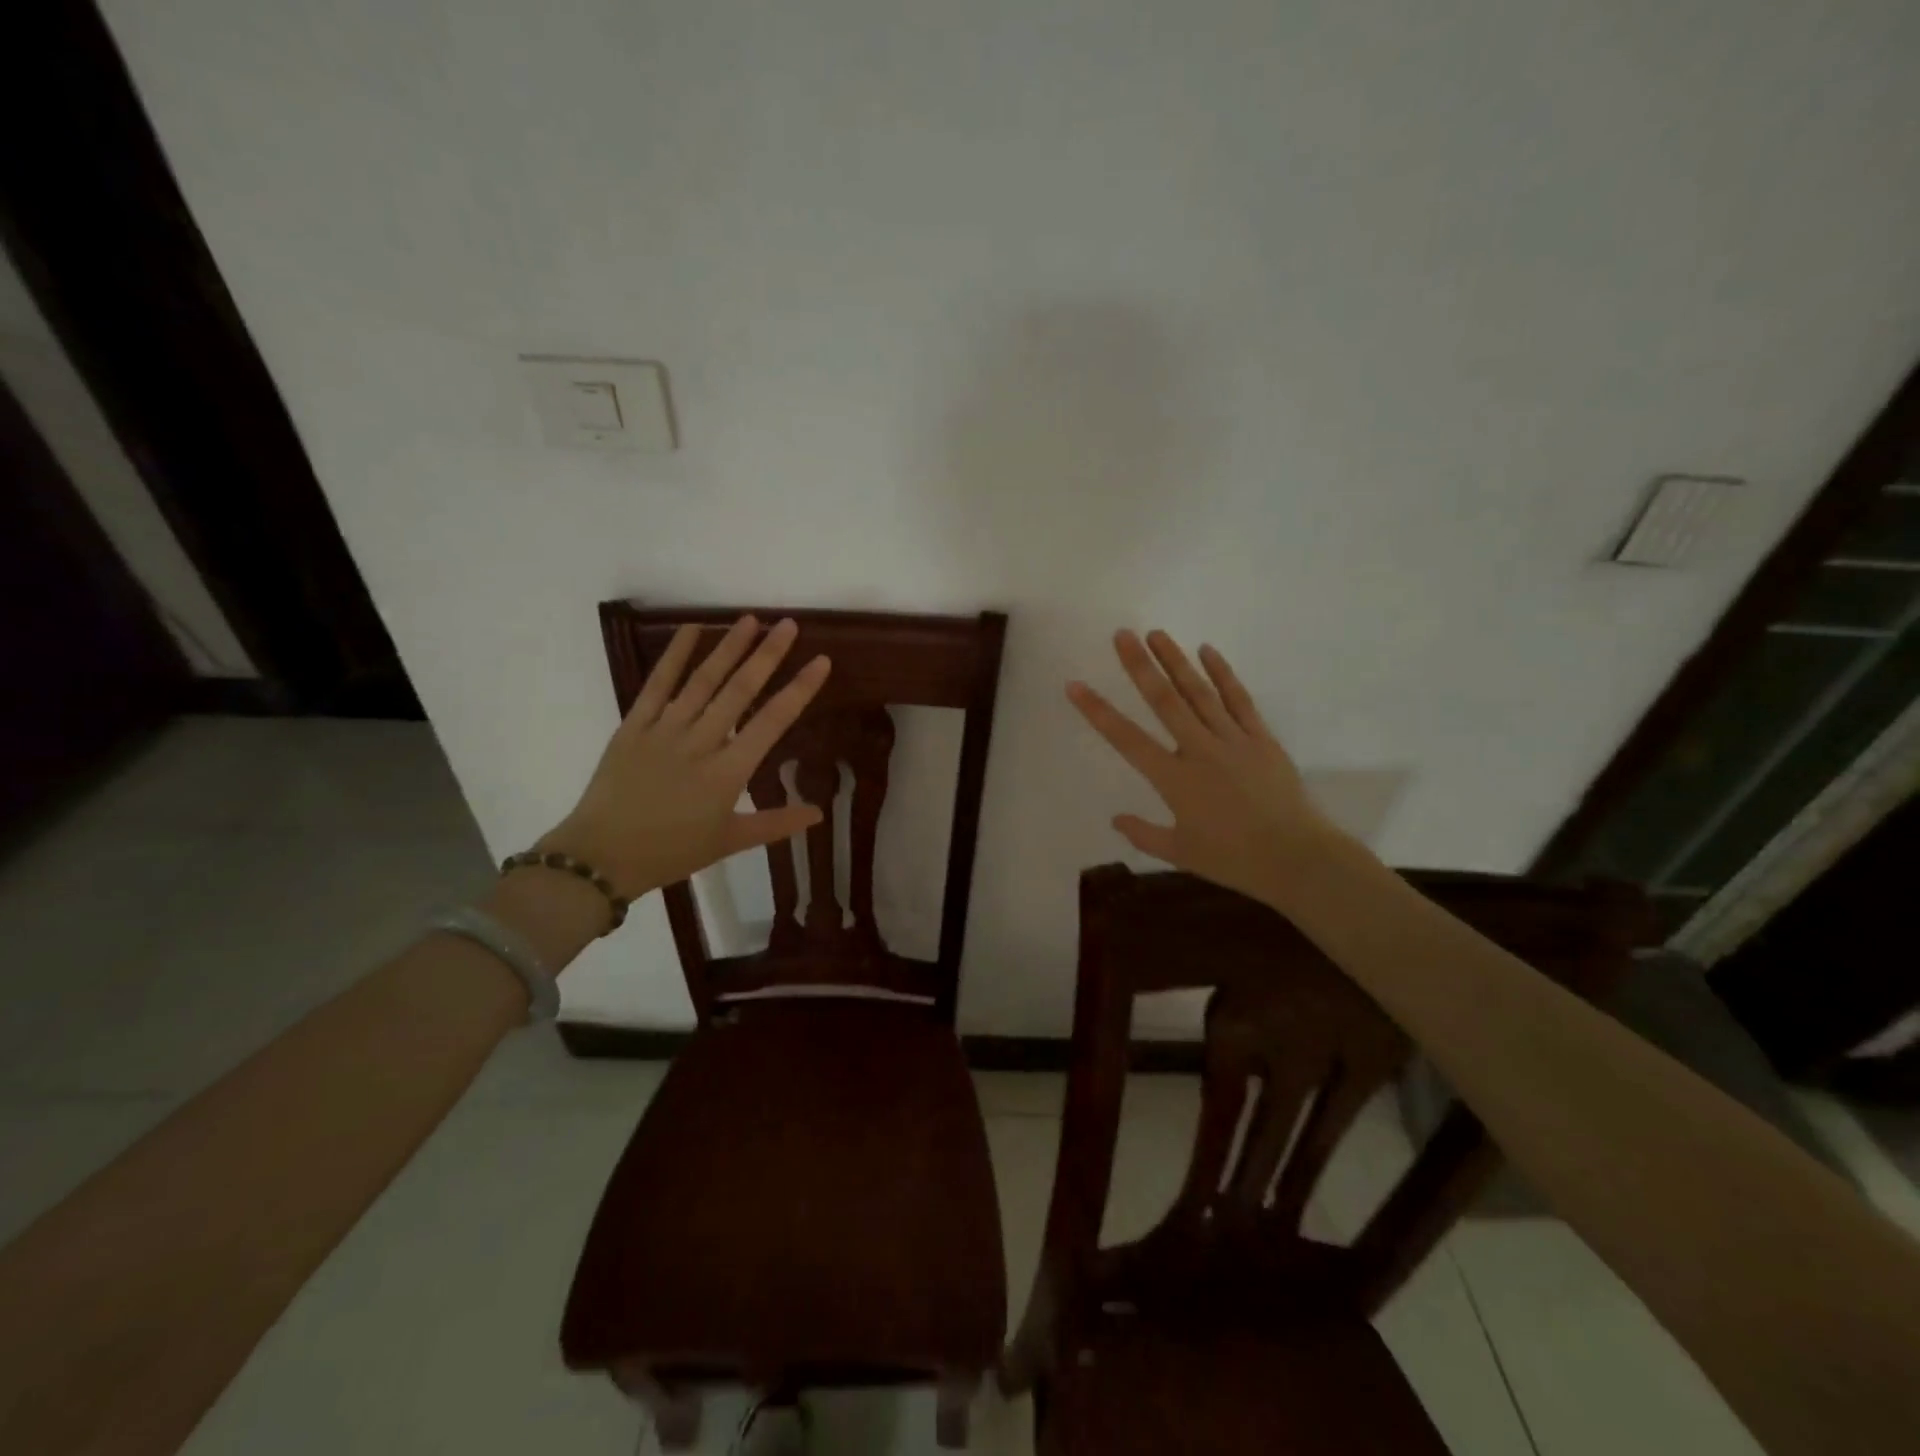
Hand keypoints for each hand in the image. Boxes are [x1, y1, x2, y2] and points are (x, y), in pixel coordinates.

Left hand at [541, 616, 830, 899]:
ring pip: (702, 681)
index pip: (772, 722)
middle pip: (739, 690)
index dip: (799, 690)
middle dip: (767, 654)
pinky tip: (691, 629)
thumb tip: (818, 814)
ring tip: (750, 620)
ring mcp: (664, 730)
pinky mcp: (633, 726)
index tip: (820, 661)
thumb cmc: (671, 852)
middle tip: (788, 624)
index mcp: (728, 773)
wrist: (601, 857)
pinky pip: (657, 684)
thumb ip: (776, 824)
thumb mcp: (729, 842)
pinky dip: (674, 655)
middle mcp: (700, 743)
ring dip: (728, 648)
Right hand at [1067, 629, 1343, 905]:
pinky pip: (1239, 700)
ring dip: (1176, 661)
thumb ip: (1144, 834)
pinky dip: (1223, 674)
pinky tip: (1207, 651)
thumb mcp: (1181, 853)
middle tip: (1122, 635)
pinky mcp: (1260, 738)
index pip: (1127, 739)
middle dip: (1140, 666)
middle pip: (1164, 701)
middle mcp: (1200, 750)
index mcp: (1174, 779)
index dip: (1098, 711)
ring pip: (1199, 693)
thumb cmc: (1234, 859)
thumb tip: (1115, 819)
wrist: (1297, 858)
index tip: (1076, 686)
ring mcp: (1233, 740)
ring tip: (1157, 634)